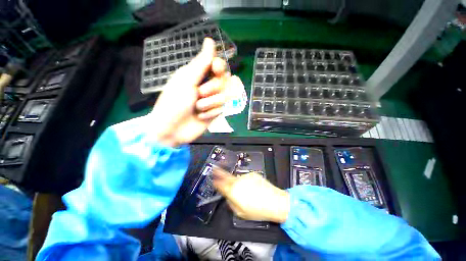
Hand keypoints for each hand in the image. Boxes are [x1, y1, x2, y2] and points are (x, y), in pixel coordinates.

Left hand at [149, 38, 242, 146]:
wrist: (172, 129)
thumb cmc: (174, 102)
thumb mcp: (186, 80)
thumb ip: (201, 62)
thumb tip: (210, 40)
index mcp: (199, 75)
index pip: (218, 65)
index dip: (220, 66)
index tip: (215, 69)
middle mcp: (207, 86)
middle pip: (225, 81)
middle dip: (212, 88)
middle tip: (199, 94)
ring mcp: (212, 101)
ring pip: (225, 96)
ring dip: (210, 102)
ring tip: (198, 108)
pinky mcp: (215, 113)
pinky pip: (221, 109)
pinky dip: (210, 113)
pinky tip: (200, 117)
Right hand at [213, 166, 289, 222]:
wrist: (274, 202)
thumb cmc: (257, 210)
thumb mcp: (240, 213)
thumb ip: (231, 203)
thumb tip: (229, 197)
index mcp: (233, 191)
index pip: (221, 184)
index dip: (216, 180)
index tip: (213, 177)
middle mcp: (238, 181)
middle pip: (227, 176)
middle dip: (220, 173)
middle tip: (216, 169)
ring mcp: (246, 176)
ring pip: (238, 178)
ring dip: (238, 182)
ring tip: (246, 191)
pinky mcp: (253, 174)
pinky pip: (246, 178)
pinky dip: (246, 182)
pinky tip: (253, 188)